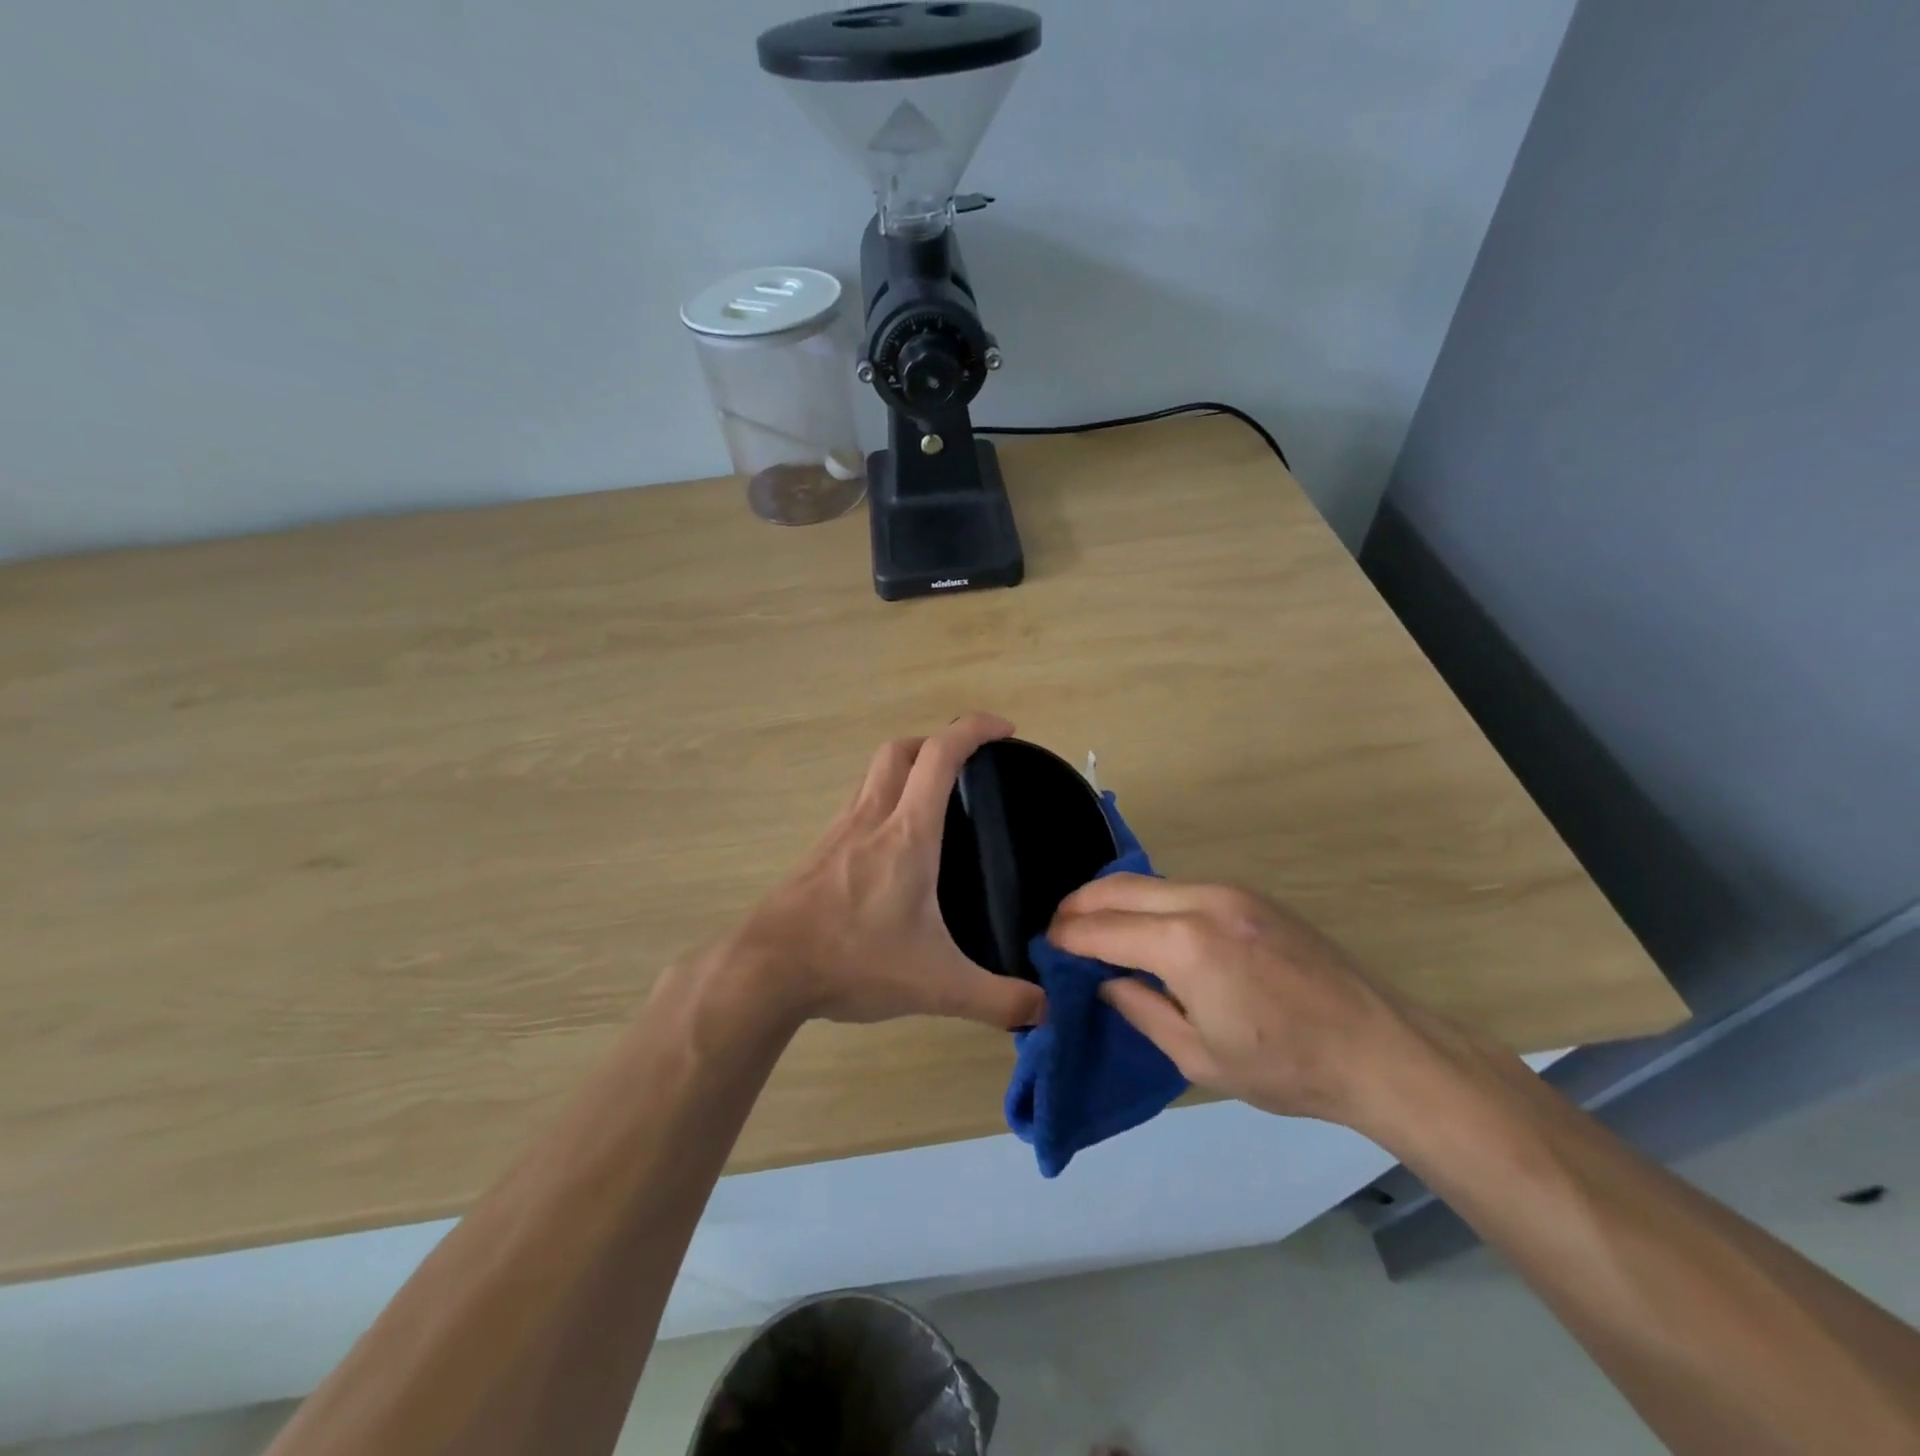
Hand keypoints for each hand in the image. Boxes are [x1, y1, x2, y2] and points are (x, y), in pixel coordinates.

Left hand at [732, 713, 1045, 1031]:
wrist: (767, 969)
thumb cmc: (854, 960)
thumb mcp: (936, 986)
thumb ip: (996, 999)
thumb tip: (1045, 1011)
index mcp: (907, 833)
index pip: (941, 755)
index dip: (975, 729)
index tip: (1005, 729)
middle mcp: (872, 817)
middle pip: (901, 750)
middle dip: (938, 742)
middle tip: (968, 766)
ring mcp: (839, 830)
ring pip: (874, 773)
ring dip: (907, 768)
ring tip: (933, 800)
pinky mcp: (819, 850)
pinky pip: (856, 803)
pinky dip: (881, 799)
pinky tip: (891, 845)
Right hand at [1047, 875, 1432, 1129]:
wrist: (1379, 1048)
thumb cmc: (1285, 1066)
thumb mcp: (1198, 1056)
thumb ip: (1141, 1010)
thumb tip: (1106, 983)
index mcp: (1184, 945)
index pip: (1103, 929)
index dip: (1067, 937)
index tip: (1045, 946)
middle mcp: (1202, 901)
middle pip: (1119, 887)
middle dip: (1080, 905)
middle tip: (1059, 929)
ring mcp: (1230, 892)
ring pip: (1150, 881)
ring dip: (1115, 899)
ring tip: (1095, 927)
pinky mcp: (1251, 896)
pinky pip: (1181, 888)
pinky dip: (1150, 901)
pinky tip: (1148, 927)